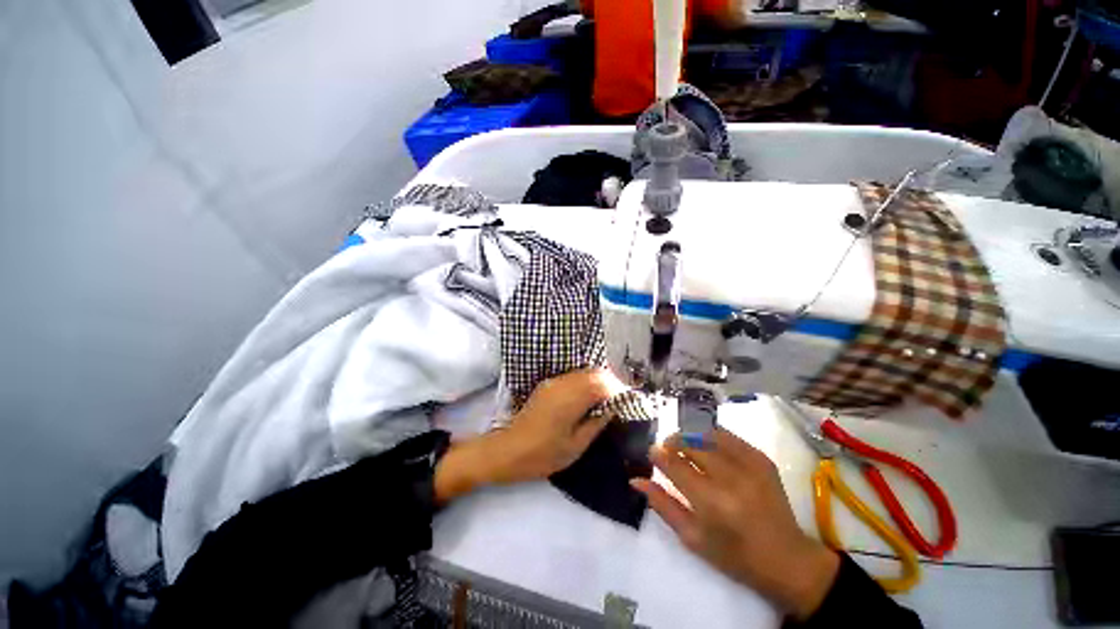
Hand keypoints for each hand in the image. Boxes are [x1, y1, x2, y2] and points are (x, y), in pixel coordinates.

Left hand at [434, 368, 624, 501]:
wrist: (507, 450)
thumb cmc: (543, 454)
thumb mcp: (575, 446)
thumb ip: (596, 423)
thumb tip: (611, 409)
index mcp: (571, 398)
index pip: (602, 383)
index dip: (618, 389)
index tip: (628, 401)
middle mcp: (562, 383)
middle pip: (593, 373)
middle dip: (610, 382)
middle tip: (619, 400)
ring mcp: (553, 382)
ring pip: (582, 373)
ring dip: (597, 381)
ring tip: (606, 399)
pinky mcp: (547, 385)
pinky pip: (572, 377)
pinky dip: (585, 383)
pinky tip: (588, 398)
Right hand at [632, 429, 839, 620]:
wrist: (787, 560)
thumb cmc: (734, 556)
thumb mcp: (692, 537)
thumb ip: (662, 504)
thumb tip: (635, 480)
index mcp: (712, 503)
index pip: (675, 466)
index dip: (659, 455)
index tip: (651, 452)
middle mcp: (731, 478)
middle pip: (690, 444)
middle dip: (673, 442)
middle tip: (666, 448)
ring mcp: (750, 465)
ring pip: (707, 433)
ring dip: (689, 434)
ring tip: (683, 443)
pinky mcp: (761, 459)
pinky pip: (728, 435)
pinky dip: (710, 434)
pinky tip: (705, 443)